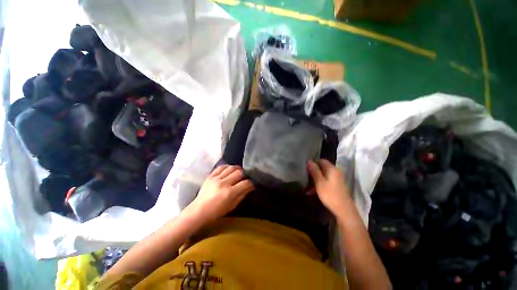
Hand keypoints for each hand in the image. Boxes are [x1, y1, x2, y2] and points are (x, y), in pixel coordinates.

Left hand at [186, 165, 253, 223]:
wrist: (198, 211)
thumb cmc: (216, 212)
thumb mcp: (232, 205)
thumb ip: (242, 194)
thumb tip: (251, 186)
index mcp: (229, 193)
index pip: (245, 183)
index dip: (251, 183)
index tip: (252, 183)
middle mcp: (224, 183)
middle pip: (239, 172)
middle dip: (245, 174)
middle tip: (245, 177)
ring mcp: (216, 178)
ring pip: (231, 167)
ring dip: (237, 169)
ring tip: (238, 172)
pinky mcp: (210, 176)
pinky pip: (221, 167)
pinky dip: (227, 167)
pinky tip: (229, 170)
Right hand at [307, 159, 352, 216]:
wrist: (344, 210)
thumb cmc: (330, 195)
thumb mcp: (319, 182)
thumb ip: (314, 171)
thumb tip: (309, 161)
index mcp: (332, 169)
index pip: (321, 160)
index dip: (312, 163)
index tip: (305, 168)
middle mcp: (336, 171)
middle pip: (322, 168)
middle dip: (313, 172)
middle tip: (304, 177)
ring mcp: (337, 179)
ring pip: (323, 175)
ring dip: (315, 179)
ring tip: (307, 186)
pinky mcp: (337, 185)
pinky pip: (326, 181)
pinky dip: (319, 184)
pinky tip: (312, 191)